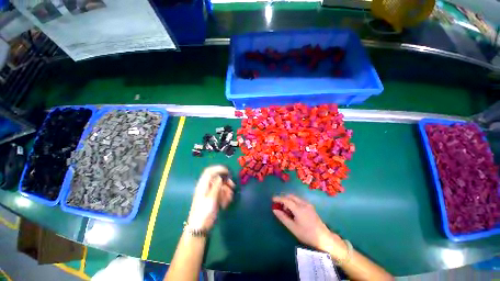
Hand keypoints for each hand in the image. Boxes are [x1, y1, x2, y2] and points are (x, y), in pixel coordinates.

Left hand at [187, 165, 234, 230]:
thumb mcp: (211, 198)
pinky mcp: (214, 198)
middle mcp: (207, 187)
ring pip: (221, 186)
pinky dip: (225, 196)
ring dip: (227, 191)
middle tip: (232, 186)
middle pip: (218, 178)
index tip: (228, 172)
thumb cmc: (204, 212)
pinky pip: (222, 193)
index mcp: (203, 185)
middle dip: (226, 181)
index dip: (219, 168)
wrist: (200, 228)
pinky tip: (226, 203)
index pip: (210, 171)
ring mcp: (210, 193)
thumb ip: (216, 185)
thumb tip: (220, 176)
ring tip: (228, 199)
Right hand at [272, 194, 345, 258]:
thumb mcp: (293, 227)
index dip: (278, 198)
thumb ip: (283, 217)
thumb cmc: (307, 234)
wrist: (323, 238)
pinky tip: (293, 210)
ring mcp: (308, 204)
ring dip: (289, 200)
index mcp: (298, 208)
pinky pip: (299, 200)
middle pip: (291, 196)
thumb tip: (274, 210)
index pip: (286, 200)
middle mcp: (303, 203)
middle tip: (278, 205)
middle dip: (283, 198)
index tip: (272, 199)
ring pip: (295, 198)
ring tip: (285, 209)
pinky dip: (293, 202)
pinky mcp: (310, 206)